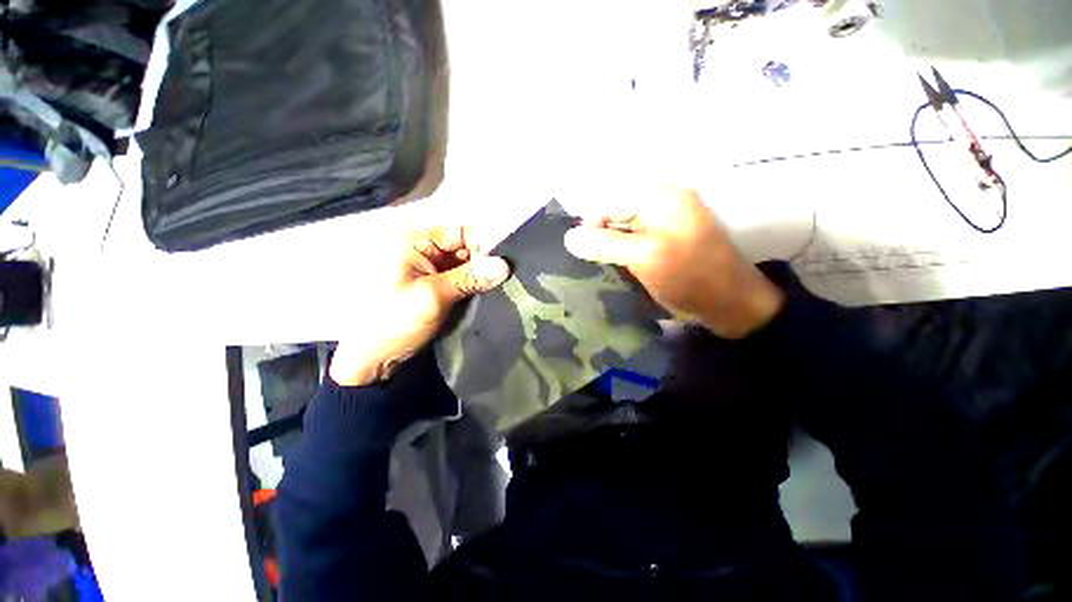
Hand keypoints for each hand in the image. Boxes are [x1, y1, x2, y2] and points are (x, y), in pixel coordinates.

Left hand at [329, 225, 510, 385]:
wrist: (371, 360)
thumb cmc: (394, 322)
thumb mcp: (433, 298)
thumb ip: (469, 278)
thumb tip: (505, 265)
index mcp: (413, 241)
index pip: (459, 230)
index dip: (485, 242)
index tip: (511, 260)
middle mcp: (420, 250)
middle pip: (464, 245)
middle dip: (486, 260)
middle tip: (514, 276)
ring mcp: (425, 271)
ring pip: (463, 265)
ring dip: (480, 276)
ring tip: (507, 287)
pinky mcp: (430, 290)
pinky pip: (457, 281)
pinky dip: (471, 288)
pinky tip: (490, 296)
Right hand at [564, 188, 783, 338]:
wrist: (736, 305)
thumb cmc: (691, 277)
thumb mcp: (644, 257)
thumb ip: (604, 243)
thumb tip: (569, 236)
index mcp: (661, 194)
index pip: (609, 202)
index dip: (593, 229)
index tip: (586, 258)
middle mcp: (666, 200)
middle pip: (619, 215)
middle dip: (607, 241)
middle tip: (606, 268)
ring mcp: (674, 221)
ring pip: (630, 231)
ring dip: (620, 253)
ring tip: (621, 275)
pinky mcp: (677, 241)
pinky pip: (644, 242)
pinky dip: (635, 258)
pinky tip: (635, 276)